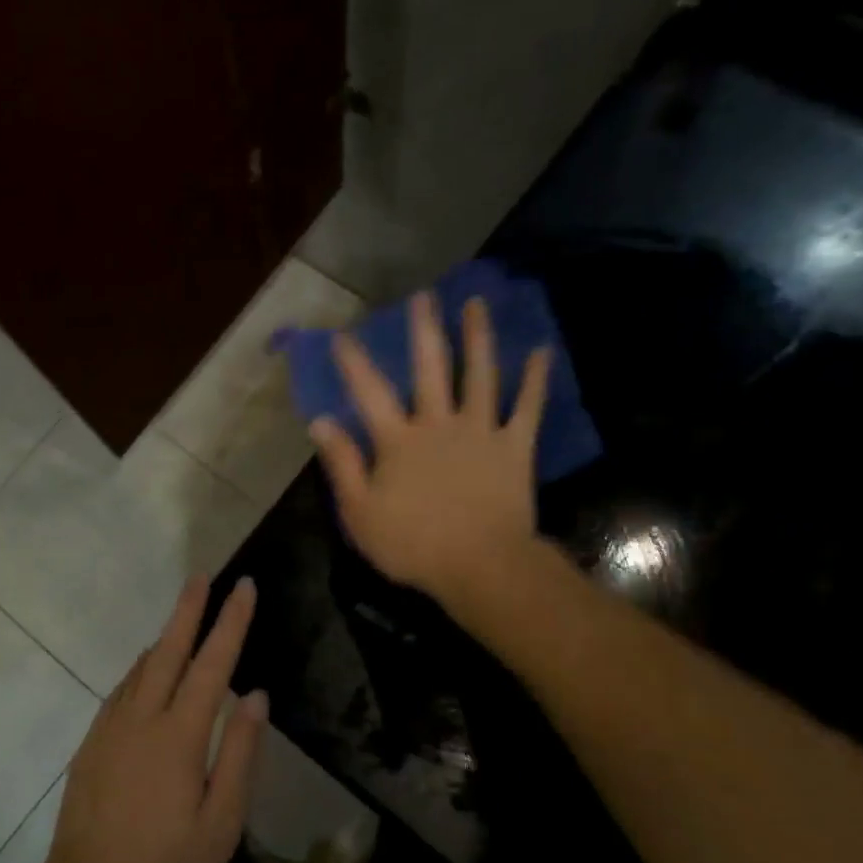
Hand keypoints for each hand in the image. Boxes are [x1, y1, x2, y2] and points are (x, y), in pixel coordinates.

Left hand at [33, 576, 265, 862]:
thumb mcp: (219, 824)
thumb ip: (238, 754)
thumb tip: (255, 694)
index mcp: (178, 736)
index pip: (212, 664)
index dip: (230, 623)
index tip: (244, 587)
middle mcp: (141, 719)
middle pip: (168, 650)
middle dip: (188, 610)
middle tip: (203, 576)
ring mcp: (110, 728)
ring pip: (142, 667)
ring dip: (165, 636)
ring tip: (183, 614)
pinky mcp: (92, 743)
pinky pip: (122, 689)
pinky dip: (141, 667)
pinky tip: (148, 668)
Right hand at [310, 292, 551, 609]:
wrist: (481, 566)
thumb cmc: (413, 545)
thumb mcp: (360, 512)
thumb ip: (341, 464)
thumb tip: (320, 422)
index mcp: (398, 441)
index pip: (369, 393)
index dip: (354, 363)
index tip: (343, 334)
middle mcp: (438, 424)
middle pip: (429, 369)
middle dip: (424, 331)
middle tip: (424, 296)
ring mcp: (480, 431)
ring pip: (480, 375)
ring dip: (478, 337)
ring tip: (476, 304)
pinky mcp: (514, 446)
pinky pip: (528, 407)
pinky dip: (535, 379)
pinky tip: (541, 350)